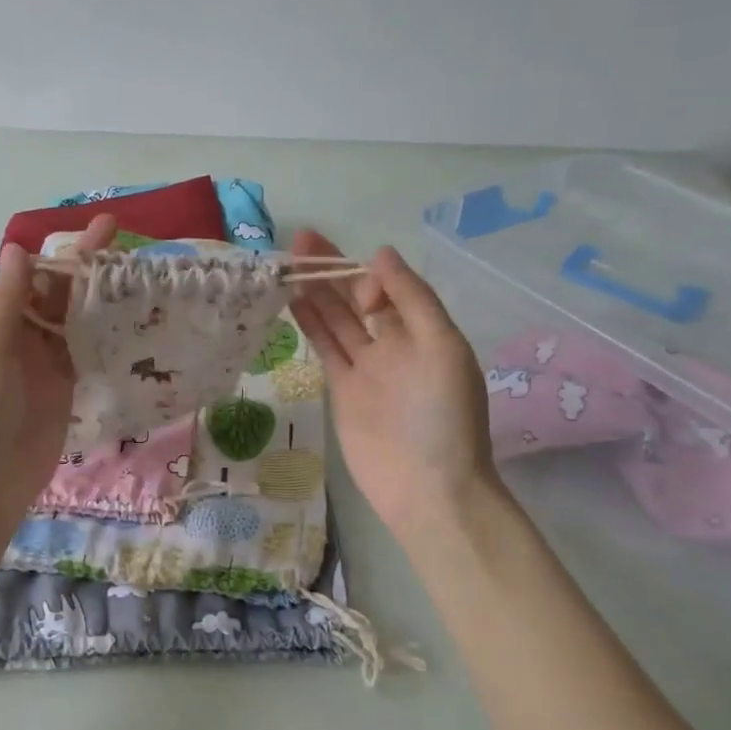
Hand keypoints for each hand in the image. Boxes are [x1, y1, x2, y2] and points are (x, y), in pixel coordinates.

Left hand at [0, 215, 116, 532]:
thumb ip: (7, 300)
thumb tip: (17, 247)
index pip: (31, 277)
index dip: (62, 254)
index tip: (98, 231)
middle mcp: (20, 338)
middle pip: (57, 296)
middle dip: (87, 269)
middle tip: (126, 243)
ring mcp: (44, 366)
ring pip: (74, 322)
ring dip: (99, 299)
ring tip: (138, 275)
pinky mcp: (65, 391)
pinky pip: (85, 354)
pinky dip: (104, 335)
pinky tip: (131, 319)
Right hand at [288, 231, 501, 540]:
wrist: (427, 488)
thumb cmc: (443, 417)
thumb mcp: (442, 348)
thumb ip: (413, 299)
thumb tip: (380, 253)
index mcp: (424, 331)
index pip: (390, 287)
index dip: (368, 275)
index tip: (356, 284)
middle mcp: (395, 344)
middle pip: (358, 298)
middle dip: (332, 270)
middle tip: (300, 241)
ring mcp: (367, 367)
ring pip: (337, 320)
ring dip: (316, 293)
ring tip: (288, 265)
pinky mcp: (343, 390)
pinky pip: (326, 348)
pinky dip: (311, 325)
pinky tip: (293, 302)